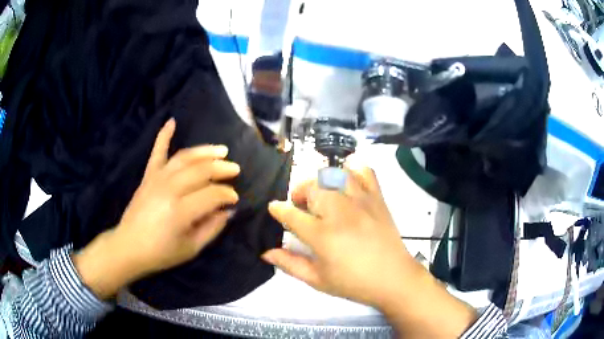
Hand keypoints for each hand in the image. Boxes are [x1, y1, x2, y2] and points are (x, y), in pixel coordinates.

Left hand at [74, 119, 239, 298]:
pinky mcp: (148, 176)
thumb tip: (228, 210)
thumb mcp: (191, 248)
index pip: (212, 194)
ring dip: (205, 151)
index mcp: (181, 211)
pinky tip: (172, 122)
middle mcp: (169, 189)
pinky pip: (157, 152)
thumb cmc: (161, 252)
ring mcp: (157, 179)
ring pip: (185, 158)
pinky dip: (163, 136)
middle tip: (235, 169)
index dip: (227, 195)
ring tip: (221, 150)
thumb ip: (212, 228)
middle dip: (222, 168)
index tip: (235, 199)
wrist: (129, 246)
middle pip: (201, 171)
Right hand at [262, 165, 414, 306]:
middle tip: (301, 207)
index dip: (279, 209)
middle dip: (299, 193)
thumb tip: (266, 253)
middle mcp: (340, 212)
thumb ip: (290, 264)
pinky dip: (353, 169)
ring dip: (321, 181)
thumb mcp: (317, 280)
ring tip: (322, 195)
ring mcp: (361, 201)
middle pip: (312, 187)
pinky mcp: (377, 198)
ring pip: (334, 175)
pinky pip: (364, 171)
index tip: (274, 208)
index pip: (291, 214)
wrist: (394, 278)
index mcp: (322, 235)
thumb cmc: (353, 283)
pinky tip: (346, 179)